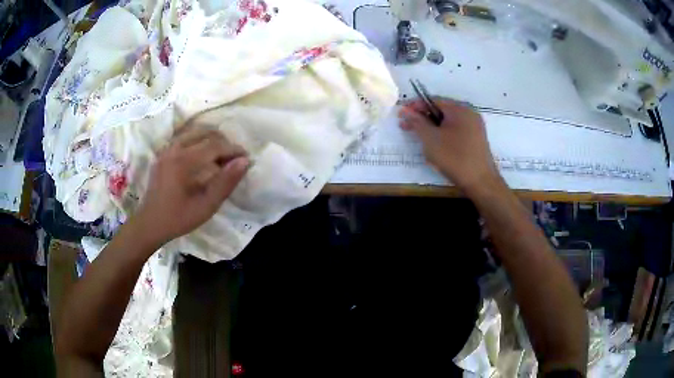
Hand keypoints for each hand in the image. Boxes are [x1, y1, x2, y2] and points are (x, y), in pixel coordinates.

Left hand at [134, 127, 248, 246]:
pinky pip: (184, 137)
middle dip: (224, 142)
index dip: (233, 149)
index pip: (215, 146)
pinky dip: (198, 140)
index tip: (246, 158)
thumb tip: (244, 162)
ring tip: (221, 155)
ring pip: (194, 132)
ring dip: (211, 139)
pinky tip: (202, 154)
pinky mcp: (163, 153)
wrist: (150, 223)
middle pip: (205, 133)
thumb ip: (225, 183)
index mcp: (184, 161)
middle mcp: (174, 148)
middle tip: (234, 158)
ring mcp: (167, 149)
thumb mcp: (206, 206)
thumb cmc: (178, 218)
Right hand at [398, 98, 502, 195]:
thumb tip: (404, 110)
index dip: (415, 106)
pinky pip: (456, 131)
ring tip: (420, 140)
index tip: (401, 115)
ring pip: (448, 122)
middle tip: (406, 128)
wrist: (480, 182)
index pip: (433, 100)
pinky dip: (443, 135)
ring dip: (432, 128)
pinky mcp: (476, 140)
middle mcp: (469, 113)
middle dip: (422, 118)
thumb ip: (416, 122)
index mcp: (459, 109)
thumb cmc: (454, 158)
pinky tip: (436, 147)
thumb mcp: (431, 139)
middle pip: (441, 110)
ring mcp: (475, 127)